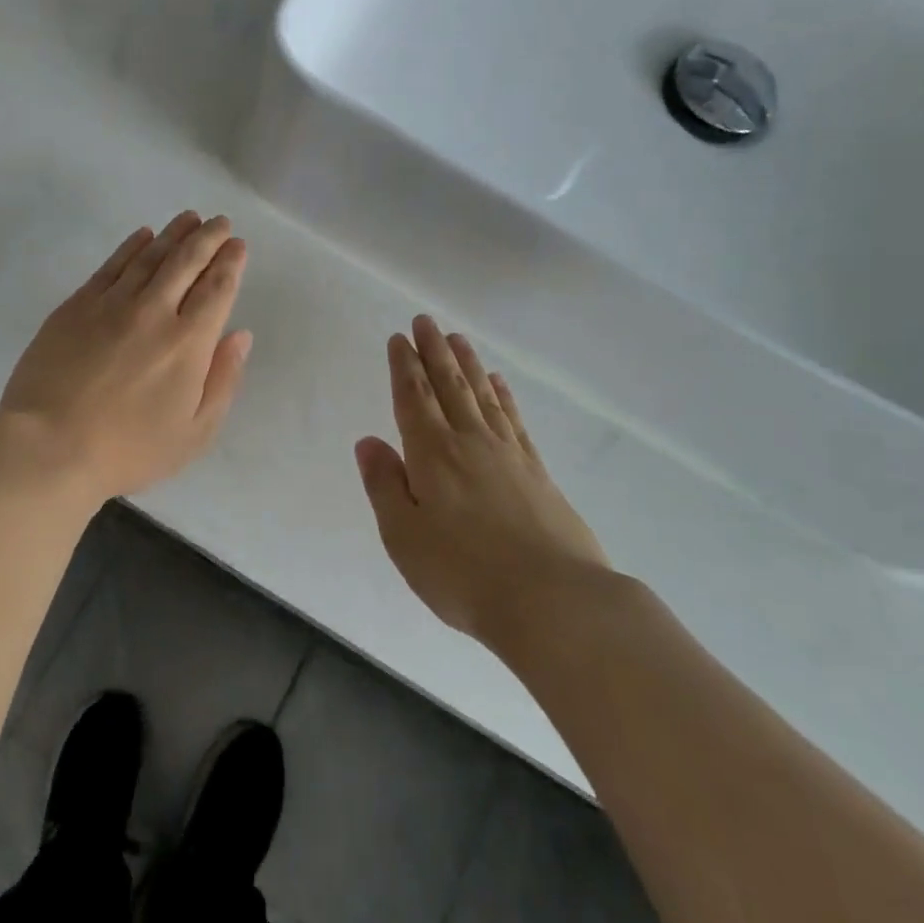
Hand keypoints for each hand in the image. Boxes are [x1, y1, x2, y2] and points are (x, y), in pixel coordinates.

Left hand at [0, 211, 252, 501]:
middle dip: (208, 238)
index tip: (238, 245)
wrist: (49, 447)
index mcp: (188, 342)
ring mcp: (112, 304)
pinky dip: (131, 246)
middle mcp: (154, 312)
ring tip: (190, 218)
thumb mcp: (194, 433)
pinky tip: (143, 235)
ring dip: (174, 233)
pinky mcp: (77, 305)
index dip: (231, 263)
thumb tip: (240, 335)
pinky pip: (111, 266)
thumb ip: (223, 380)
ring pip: (150, 256)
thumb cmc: (128, 450)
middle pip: (187, 262)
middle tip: (220, 222)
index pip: (217, 288)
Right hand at [355, 315, 609, 643]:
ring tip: (459, 339)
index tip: (400, 338)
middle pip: (449, 386)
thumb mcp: (404, 536)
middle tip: (426, 320)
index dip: (404, 366)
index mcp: (432, 454)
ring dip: (468, 365)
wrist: (554, 602)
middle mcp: (470, 442)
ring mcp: (509, 455)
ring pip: (483, 396)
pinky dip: (504, 397)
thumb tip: (368, 441)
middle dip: (435, 351)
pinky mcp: (538, 473)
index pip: (414, 398)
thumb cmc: (463, 573)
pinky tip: (499, 384)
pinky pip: (514, 420)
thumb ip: (384, 485)